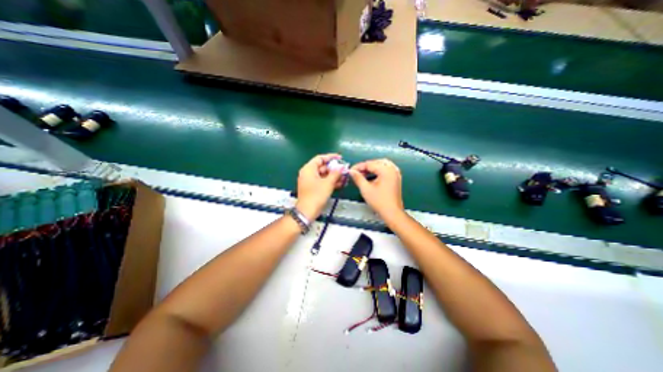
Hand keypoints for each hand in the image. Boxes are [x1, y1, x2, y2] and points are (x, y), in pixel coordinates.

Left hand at [297, 153, 343, 220]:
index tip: (340, 158)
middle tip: (344, 170)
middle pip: (322, 167)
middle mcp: (308, 173)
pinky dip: (330, 182)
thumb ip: (336, 173)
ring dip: (334, 176)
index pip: (320, 158)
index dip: (331, 157)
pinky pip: (322, 181)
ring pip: (324, 175)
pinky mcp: (313, 188)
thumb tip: (342, 167)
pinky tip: (340, 183)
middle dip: (334, 169)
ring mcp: (310, 181)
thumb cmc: (316, 195)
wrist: (307, 211)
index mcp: (308, 169)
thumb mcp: (328, 183)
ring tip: (344, 178)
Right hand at [347, 158, 404, 219]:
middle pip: (376, 162)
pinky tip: (372, 176)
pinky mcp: (396, 179)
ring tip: (363, 174)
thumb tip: (351, 171)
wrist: (392, 213)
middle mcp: (392, 169)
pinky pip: (386, 169)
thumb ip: (358, 178)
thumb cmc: (379, 201)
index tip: (351, 170)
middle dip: (366, 166)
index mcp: (386, 170)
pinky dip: (378, 171)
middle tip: (357, 172)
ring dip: (372, 168)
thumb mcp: (365, 189)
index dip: (359, 166)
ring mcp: (396, 174)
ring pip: (382, 165)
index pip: (370, 164)